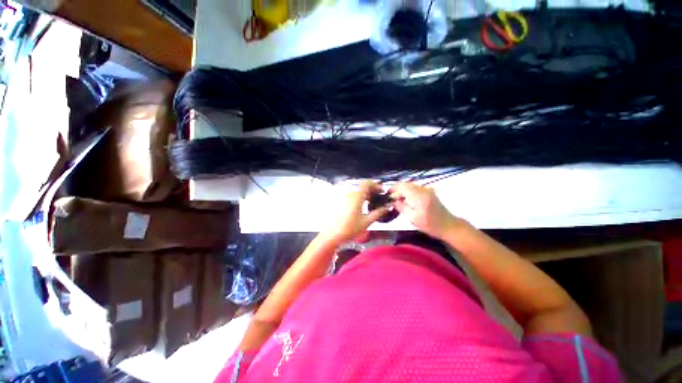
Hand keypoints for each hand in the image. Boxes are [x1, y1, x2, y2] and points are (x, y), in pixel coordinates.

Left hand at [323, 181, 389, 243]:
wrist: (331, 235)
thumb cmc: (348, 229)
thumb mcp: (366, 222)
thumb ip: (378, 213)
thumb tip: (387, 207)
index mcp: (356, 196)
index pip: (367, 183)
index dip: (376, 185)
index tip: (382, 191)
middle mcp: (348, 193)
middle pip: (361, 185)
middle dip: (370, 189)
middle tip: (377, 196)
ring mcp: (342, 196)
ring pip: (355, 188)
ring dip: (364, 191)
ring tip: (370, 200)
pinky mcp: (338, 200)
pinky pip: (349, 193)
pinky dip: (357, 195)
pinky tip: (360, 203)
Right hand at [390, 182, 461, 238]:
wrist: (449, 226)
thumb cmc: (430, 224)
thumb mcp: (412, 218)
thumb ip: (401, 207)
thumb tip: (393, 201)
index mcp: (419, 196)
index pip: (402, 186)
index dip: (393, 188)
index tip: (387, 194)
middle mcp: (423, 189)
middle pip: (406, 184)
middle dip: (397, 189)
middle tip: (391, 198)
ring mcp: (427, 190)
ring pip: (411, 185)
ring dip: (403, 190)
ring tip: (397, 199)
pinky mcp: (429, 192)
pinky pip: (416, 188)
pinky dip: (409, 192)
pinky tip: (406, 199)